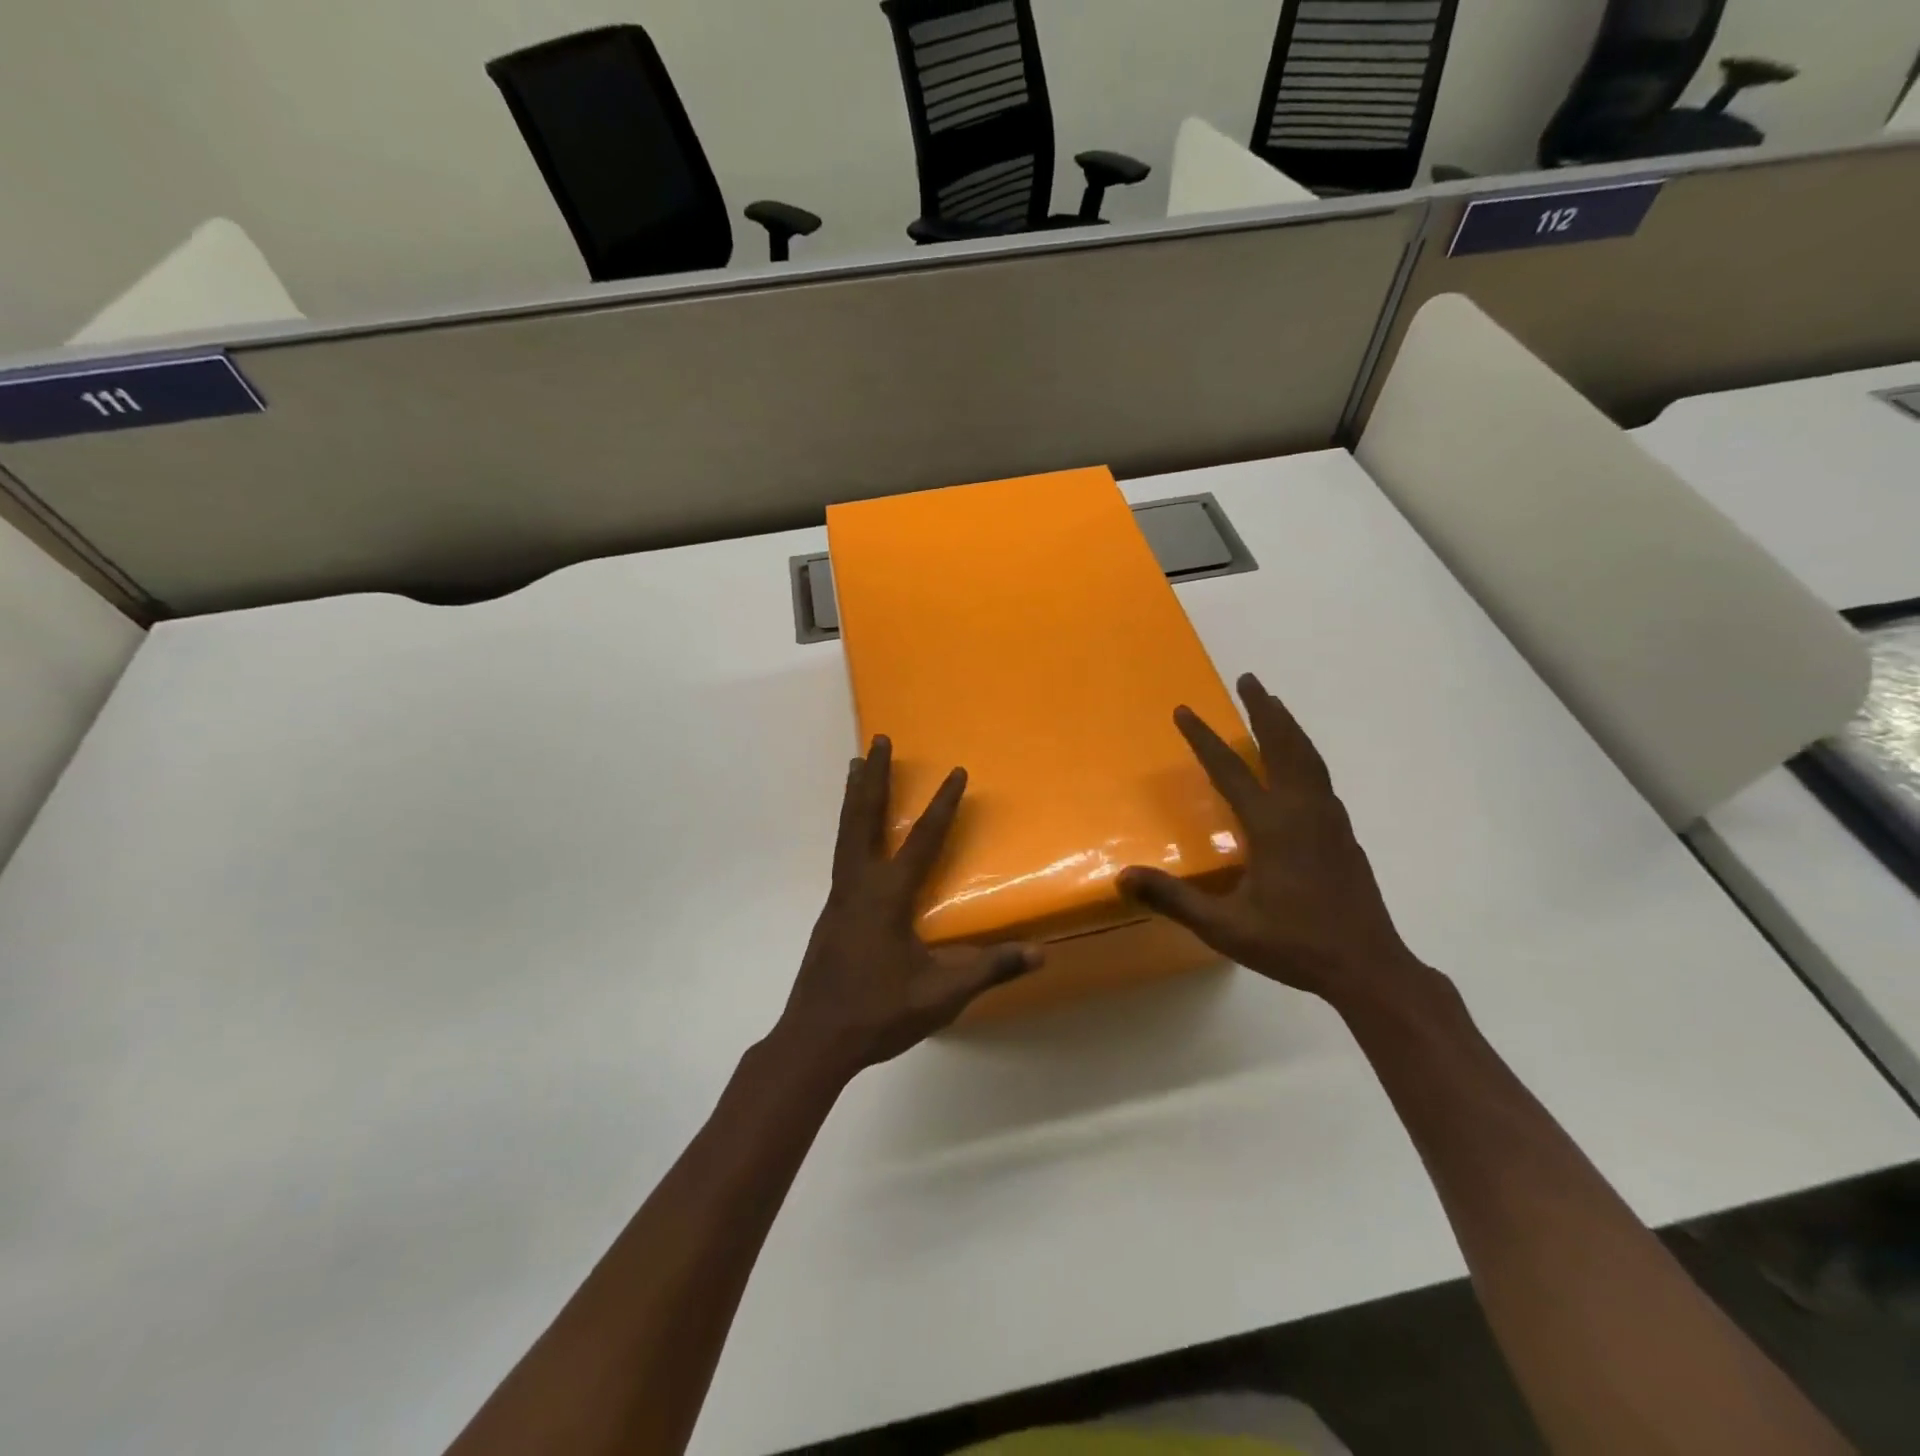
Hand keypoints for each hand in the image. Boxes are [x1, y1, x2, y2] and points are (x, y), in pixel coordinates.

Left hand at [774, 736, 1041, 1082]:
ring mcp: (839, 897)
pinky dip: (849, 827)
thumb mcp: (941, 994)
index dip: (943, 806)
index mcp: (888, 896)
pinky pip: (841, 854)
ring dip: (855, 796)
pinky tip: (854, 835)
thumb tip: (1040, 954)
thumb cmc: (879, 1012)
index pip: (923, 841)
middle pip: (865, 818)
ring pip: (846, 833)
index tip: (956, 771)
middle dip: (875, 777)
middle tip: (879, 740)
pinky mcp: (831, 913)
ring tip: (857, 765)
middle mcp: (859, 885)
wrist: (815, 1039)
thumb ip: (989, 969)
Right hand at [1118, 673, 1424, 1008]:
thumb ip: (1174, 900)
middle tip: (1249, 679)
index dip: (1203, 739)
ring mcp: (1329, 820)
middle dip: (1264, 710)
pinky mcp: (1344, 834)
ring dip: (1289, 727)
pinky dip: (1305, 755)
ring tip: (1274, 706)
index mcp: (1273, 826)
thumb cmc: (1294, 945)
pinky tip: (1300, 765)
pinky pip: (1321, 778)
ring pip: (1309, 758)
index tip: (1183, 710)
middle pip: (1284, 746)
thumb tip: (1123, 877)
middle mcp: (1303, 811)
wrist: (1368, 966)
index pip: (1230, 771)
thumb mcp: (1225, 927)